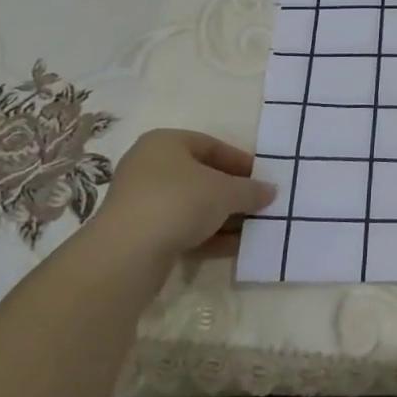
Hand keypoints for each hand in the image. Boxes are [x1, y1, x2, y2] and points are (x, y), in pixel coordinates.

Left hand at [92, 129, 275, 262]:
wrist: (127, 253)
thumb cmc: (179, 201)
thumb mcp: (226, 191)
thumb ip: (251, 189)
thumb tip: (270, 191)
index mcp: (165, 143)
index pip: (211, 146)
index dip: (240, 161)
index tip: (262, 178)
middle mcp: (149, 167)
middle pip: (201, 177)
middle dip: (232, 192)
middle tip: (259, 204)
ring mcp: (142, 202)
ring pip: (192, 206)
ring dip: (223, 217)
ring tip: (252, 229)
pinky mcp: (140, 235)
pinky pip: (181, 229)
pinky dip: (207, 236)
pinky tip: (233, 247)